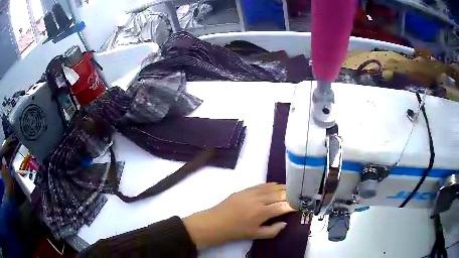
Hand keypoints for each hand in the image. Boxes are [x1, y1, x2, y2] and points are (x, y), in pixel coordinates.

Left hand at [183, 183, 294, 248]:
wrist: (215, 222)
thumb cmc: (236, 231)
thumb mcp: (255, 235)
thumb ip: (273, 230)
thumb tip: (285, 222)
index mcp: (263, 212)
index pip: (284, 206)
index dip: (293, 205)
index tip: (300, 205)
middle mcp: (259, 199)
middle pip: (280, 194)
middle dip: (291, 194)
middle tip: (299, 195)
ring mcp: (251, 192)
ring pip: (272, 187)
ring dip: (283, 188)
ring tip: (291, 189)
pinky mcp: (245, 189)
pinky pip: (262, 185)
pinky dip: (271, 185)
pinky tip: (276, 186)